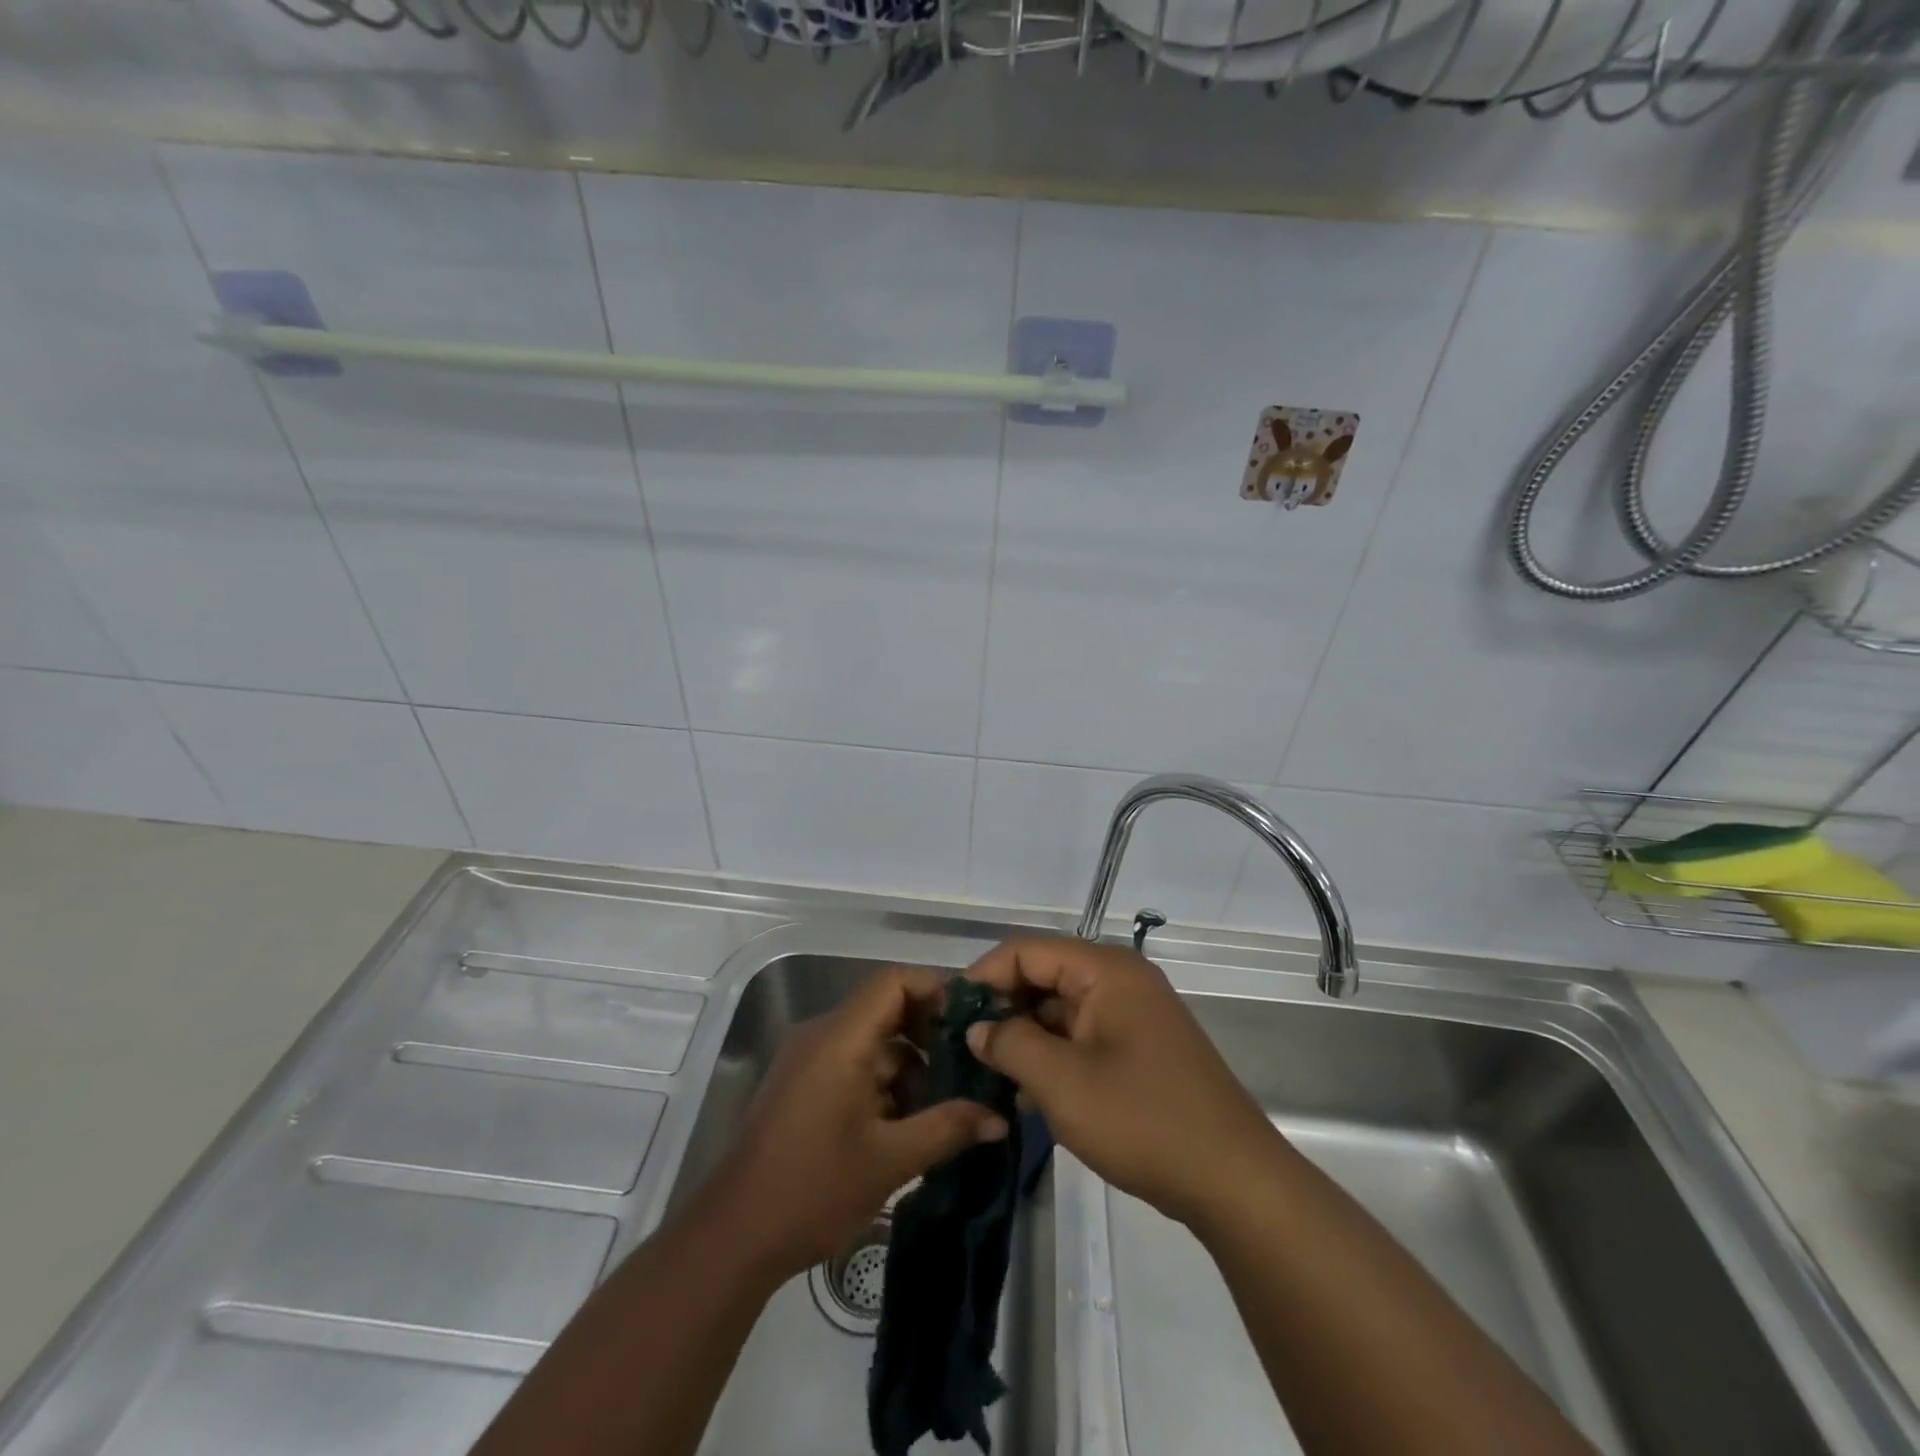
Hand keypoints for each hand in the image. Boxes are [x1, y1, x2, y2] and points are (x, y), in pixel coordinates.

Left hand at [699, 967, 1008, 1282]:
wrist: (732, 1237)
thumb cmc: (812, 1190)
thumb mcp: (890, 1160)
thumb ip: (948, 1129)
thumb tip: (1000, 1117)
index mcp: (839, 1039)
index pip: (892, 982)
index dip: (935, 989)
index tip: (972, 1018)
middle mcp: (821, 1035)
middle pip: (884, 1008)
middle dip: (929, 1032)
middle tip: (970, 1062)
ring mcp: (808, 1060)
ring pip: (871, 1040)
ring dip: (909, 1063)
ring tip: (946, 1103)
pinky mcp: (802, 1084)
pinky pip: (852, 1062)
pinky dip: (884, 1081)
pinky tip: (908, 1121)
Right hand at [965, 937, 1275, 1227]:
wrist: (1233, 1180)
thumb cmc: (1144, 1120)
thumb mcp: (1063, 1083)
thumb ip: (1010, 1044)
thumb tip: (977, 1027)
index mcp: (1105, 970)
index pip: (1026, 951)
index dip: (983, 977)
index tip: (950, 1016)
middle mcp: (1120, 979)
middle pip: (1043, 975)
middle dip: (1002, 1008)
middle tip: (963, 1048)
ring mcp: (1133, 1014)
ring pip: (1060, 1008)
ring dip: (1024, 1035)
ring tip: (985, 1073)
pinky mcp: (1139, 1047)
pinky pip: (1082, 1035)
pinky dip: (1052, 1054)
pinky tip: (1024, 1090)